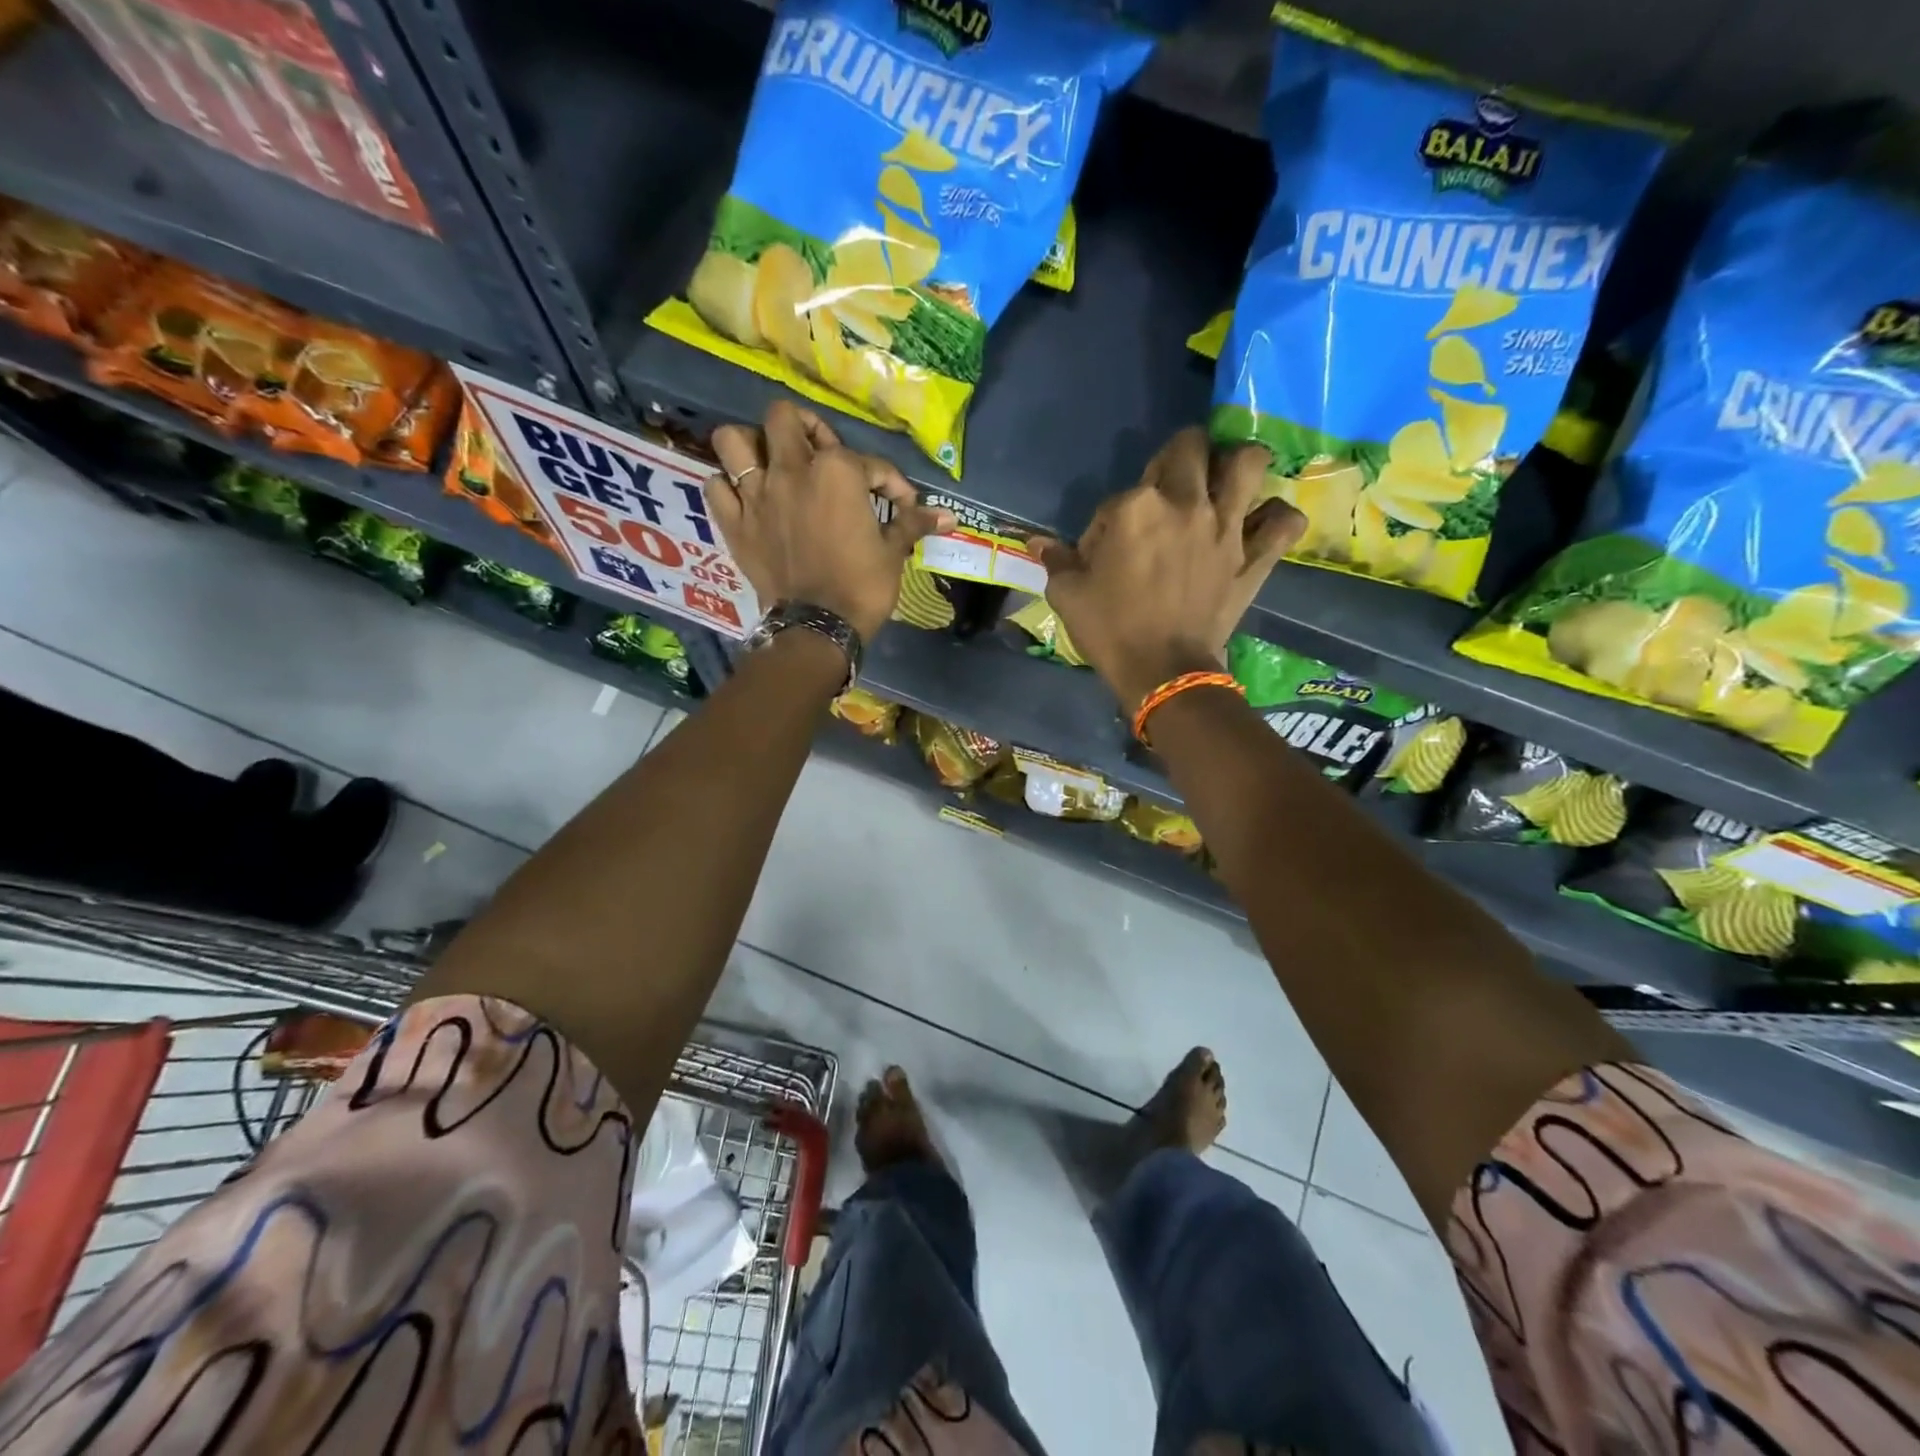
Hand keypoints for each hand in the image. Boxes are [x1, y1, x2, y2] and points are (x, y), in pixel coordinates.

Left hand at [707, 402, 953, 641]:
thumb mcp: (893, 552)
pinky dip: (727, 487)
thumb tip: (950, 517)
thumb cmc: (863, 586)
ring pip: (733, 440)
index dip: (889, 482)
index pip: (868, 461)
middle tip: (818, 453)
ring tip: (769, 463)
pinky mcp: (734, 523)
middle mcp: (791, 470)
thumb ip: (913, 523)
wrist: (820, 627)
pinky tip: (745, 498)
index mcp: (837, 471)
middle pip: (784, 418)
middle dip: (805, 428)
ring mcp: (756, 494)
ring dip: (751, 445)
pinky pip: (715, 486)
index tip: (900, 506)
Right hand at [1030, 429, 1304, 713]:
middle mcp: (1185, 502)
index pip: (1119, 494)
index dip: (1108, 522)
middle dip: (1179, 456)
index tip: (1105, 552)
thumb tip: (1036, 542)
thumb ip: (1056, 559)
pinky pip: (1285, 521)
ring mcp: (1227, 526)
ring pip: (1249, 462)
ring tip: (1225, 481)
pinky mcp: (1254, 555)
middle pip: (1191, 446)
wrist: (1163, 673)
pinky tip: (1262, 525)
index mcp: (1135, 507)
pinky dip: (1277, 518)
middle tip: (1170, 484)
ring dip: (1237, 464)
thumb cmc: (1110, 631)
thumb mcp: (1068, 595)